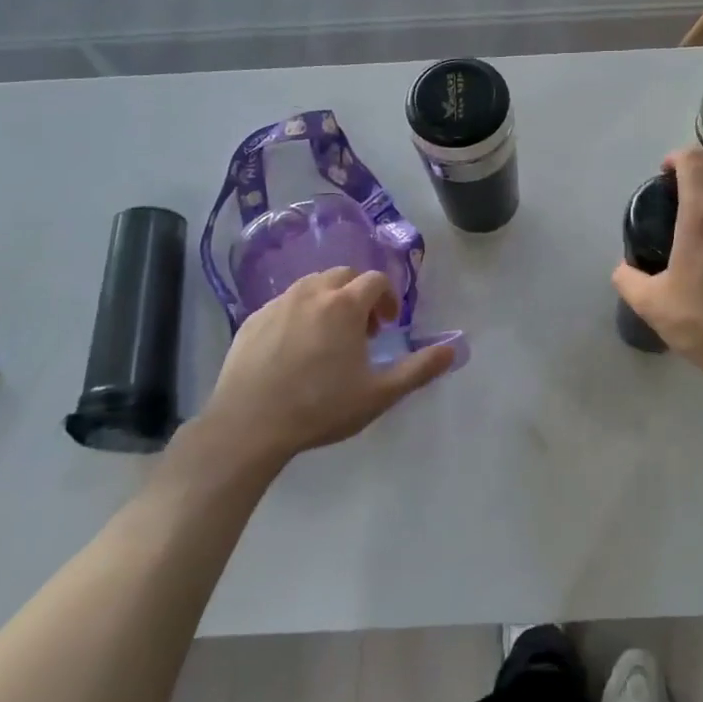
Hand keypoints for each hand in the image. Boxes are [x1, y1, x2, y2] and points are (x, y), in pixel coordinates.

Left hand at [181, 268, 454, 475]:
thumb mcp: (379, 394)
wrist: (249, 425)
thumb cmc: (321, 407)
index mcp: (344, 305)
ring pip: (311, 286)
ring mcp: (277, 303)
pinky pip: (284, 304)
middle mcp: (311, 293)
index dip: (388, 299)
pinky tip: (295, 350)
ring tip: (329, 338)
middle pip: (343, 276)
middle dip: (359, 295)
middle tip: (362, 331)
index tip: (387, 327)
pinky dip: (299, 314)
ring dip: (329, 301)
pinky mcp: (252, 319)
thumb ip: (419, 369)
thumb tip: (453, 349)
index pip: (375, 280)